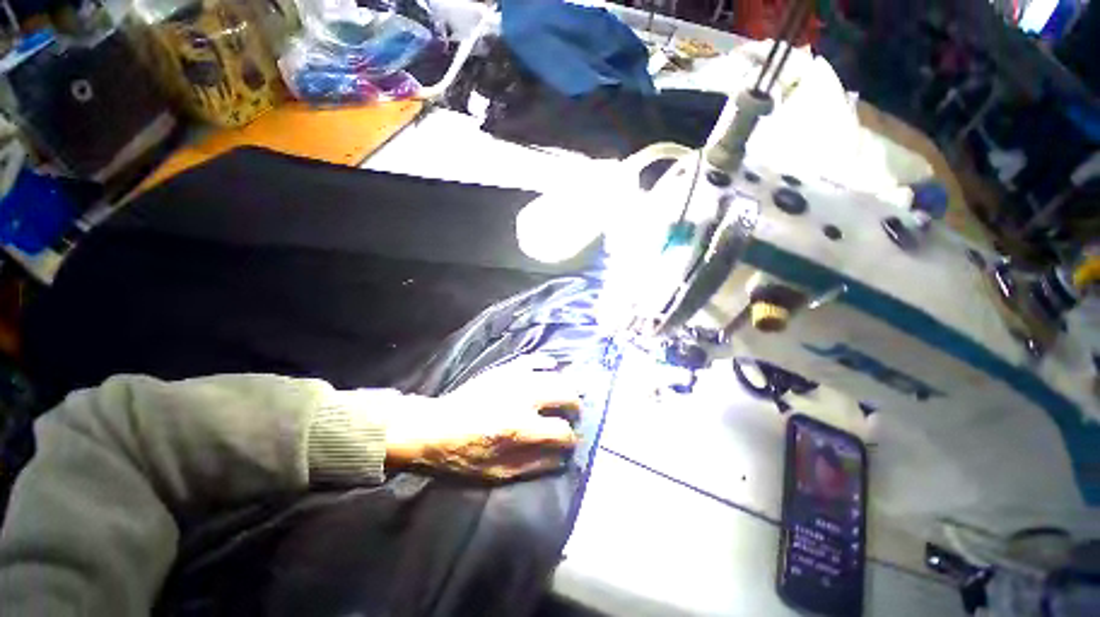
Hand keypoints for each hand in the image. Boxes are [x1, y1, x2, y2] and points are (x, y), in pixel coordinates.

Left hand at [385, 355, 580, 479]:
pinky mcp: (506, 369)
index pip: (561, 430)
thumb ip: (534, 464)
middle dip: (575, 405)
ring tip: (566, 395)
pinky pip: (534, 359)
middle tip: (574, 414)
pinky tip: (552, 367)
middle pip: (565, 394)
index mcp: (520, 427)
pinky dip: (546, 362)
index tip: (570, 442)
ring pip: (555, 376)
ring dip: (566, 386)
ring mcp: (515, 379)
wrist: (436, 425)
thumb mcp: (498, 471)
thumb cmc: (464, 453)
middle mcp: (523, 398)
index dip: (570, 438)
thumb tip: (563, 459)